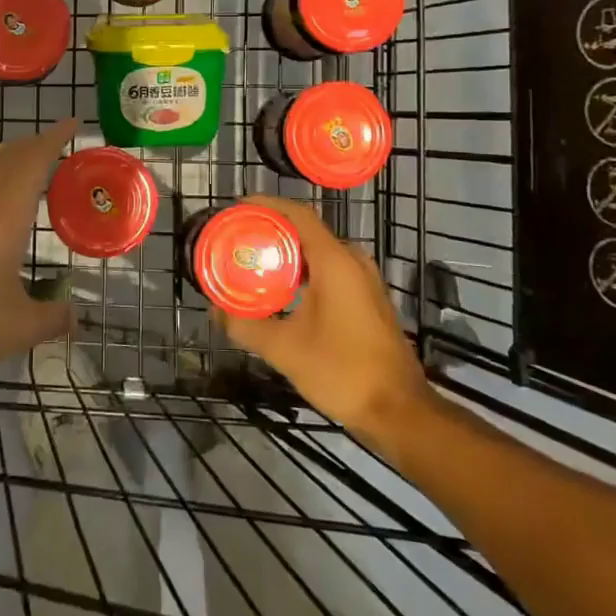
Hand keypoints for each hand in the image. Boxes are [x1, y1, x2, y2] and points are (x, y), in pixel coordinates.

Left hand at [0, 118, 77, 384]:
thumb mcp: (21, 326)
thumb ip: (53, 317)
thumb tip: (75, 317)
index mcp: (5, 215)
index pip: (33, 162)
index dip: (54, 138)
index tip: (72, 123)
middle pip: (9, 160)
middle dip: (34, 145)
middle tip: (59, 142)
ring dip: (14, 164)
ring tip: (36, 169)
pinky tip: (2, 210)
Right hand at [215, 195, 434, 441]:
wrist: (399, 411)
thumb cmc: (342, 371)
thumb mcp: (284, 349)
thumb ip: (246, 326)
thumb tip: (217, 312)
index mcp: (335, 261)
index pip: (298, 214)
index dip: (267, 205)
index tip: (238, 208)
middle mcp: (353, 261)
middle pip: (307, 231)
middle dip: (272, 231)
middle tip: (239, 240)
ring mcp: (365, 280)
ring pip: (319, 252)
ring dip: (288, 254)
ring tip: (254, 263)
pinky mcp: (368, 299)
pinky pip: (331, 270)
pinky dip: (304, 271)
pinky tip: (283, 291)